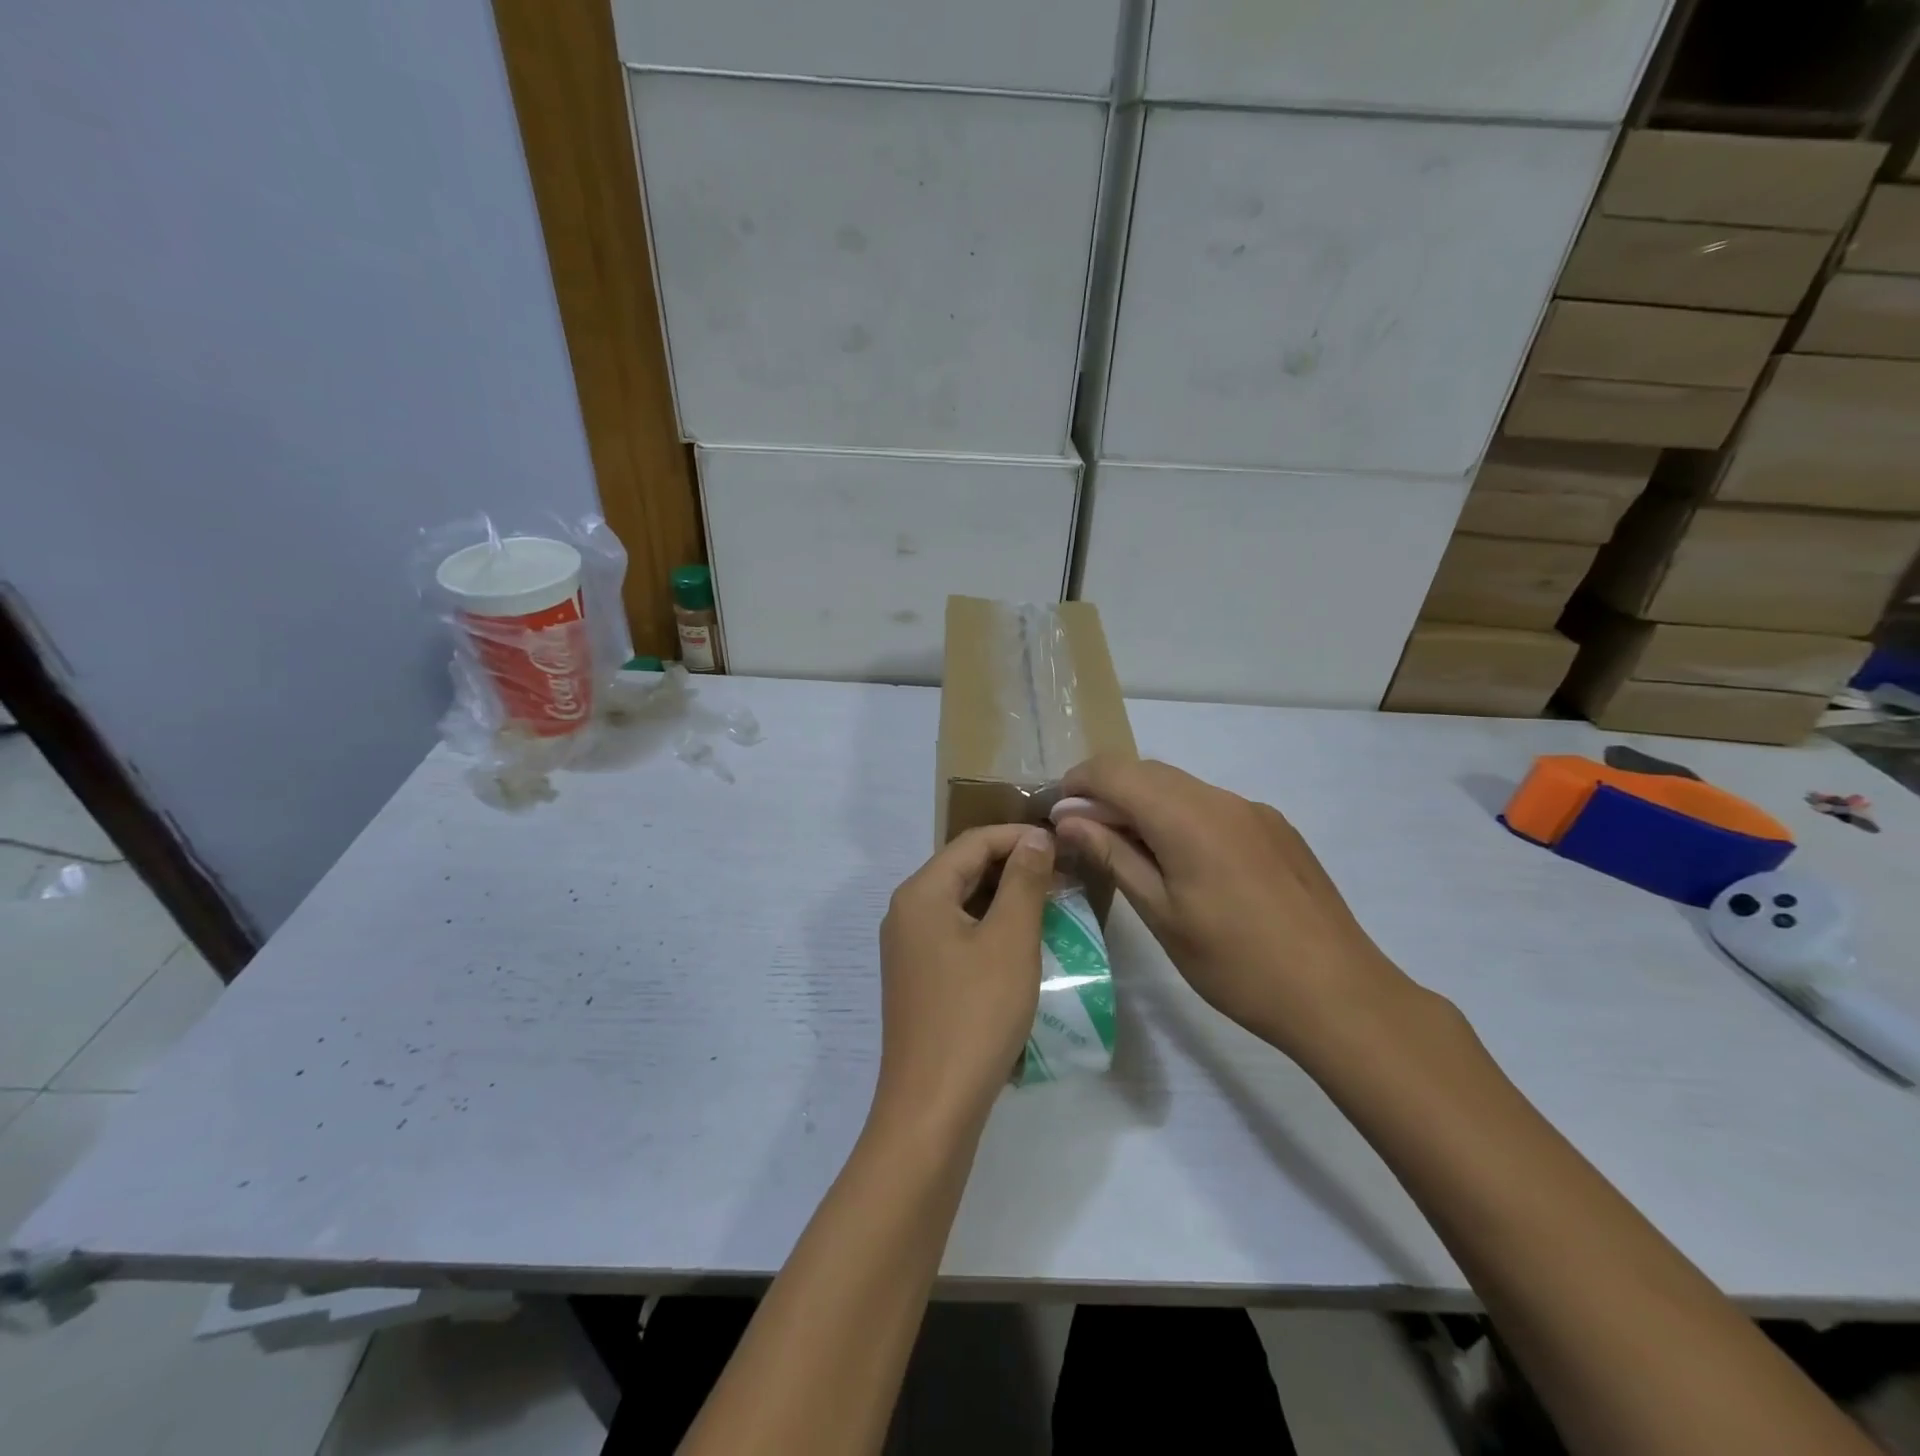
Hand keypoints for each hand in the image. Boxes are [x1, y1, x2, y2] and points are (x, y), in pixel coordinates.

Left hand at [874, 824, 1055, 1134]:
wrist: (933, 1106)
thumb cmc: (975, 1014)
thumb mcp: (1010, 940)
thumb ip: (1024, 881)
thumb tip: (1035, 838)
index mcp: (921, 893)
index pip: (973, 842)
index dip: (1019, 837)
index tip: (1062, 845)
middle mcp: (906, 912)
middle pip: (963, 868)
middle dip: (1013, 867)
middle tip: (1062, 876)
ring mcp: (908, 947)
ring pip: (961, 902)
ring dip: (1004, 898)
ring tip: (1049, 906)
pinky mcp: (918, 977)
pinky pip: (956, 933)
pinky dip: (989, 927)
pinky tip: (1020, 943)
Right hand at [1054, 755, 1414, 1064]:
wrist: (1339, 995)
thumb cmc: (1236, 964)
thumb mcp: (1161, 914)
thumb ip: (1113, 855)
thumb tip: (1069, 818)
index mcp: (1188, 816)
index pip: (1115, 771)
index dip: (1077, 782)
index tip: (1056, 814)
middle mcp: (1222, 799)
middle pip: (1148, 772)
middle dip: (1108, 792)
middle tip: (1085, 836)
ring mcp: (1255, 812)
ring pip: (1182, 788)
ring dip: (1145, 805)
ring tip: (1129, 852)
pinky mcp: (1277, 830)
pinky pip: (1213, 807)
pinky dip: (1181, 818)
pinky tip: (1183, 864)